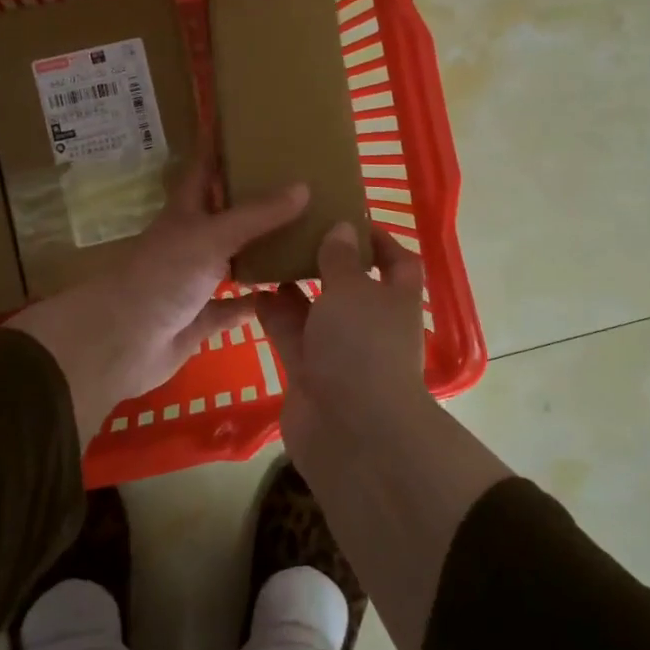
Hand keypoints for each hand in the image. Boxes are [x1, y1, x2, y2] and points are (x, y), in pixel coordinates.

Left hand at [8, 162, 308, 439]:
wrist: (121, 343)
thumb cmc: (161, 276)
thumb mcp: (211, 236)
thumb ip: (257, 215)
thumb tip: (304, 185)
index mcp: (185, 212)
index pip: (204, 168)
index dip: (220, 146)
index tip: (247, 124)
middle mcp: (190, 241)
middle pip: (225, 213)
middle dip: (255, 199)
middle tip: (300, 181)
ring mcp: (194, 281)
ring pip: (234, 259)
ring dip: (262, 250)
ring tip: (306, 233)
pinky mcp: (200, 319)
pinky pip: (235, 307)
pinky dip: (257, 301)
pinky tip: (288, 294)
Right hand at [256, 221, 430, 459]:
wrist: (350, 431)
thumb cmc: (362, 346)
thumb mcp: (352, 290)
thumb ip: (341, 258)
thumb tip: (343, 229)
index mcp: (395, 300)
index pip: (398, 263)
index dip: (380, 240)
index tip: (348, 218)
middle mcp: (369, 323)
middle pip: (349, 284)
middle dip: (325, 260)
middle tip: (293, 229)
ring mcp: (337, 350)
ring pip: (315, 309)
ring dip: (294, 285)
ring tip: (266, 252)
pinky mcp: (307, 372)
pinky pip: (290, 334)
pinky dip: (273, 313)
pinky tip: (251, 288)